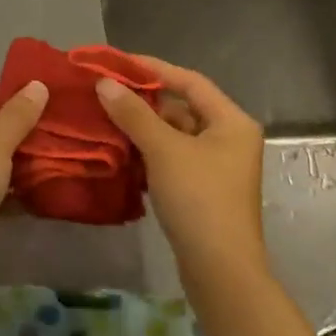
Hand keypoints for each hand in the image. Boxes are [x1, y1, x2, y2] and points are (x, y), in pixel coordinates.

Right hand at [96, 57, 266, 283]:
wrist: (220, 272)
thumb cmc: (199, 199)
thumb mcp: (164, 150)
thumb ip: (134, 113)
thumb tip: (105, 83)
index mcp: (231, 121)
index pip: (189, 81)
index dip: (153, 68)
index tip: (118, 63)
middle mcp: (229, 139)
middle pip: (182, 108)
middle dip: (144, 101)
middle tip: (106, 92)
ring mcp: (217, 167)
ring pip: (175, 136)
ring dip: (143, 128)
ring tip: (105, 119)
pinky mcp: (203, 191)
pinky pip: (173, 159)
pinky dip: (149, 153)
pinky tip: (120, 152)